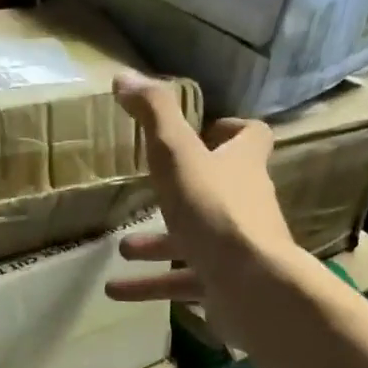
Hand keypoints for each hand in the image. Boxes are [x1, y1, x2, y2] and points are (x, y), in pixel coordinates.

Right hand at [105, 70, 304, 328]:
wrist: (251, 286)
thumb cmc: (215, 211)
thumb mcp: (178, 156)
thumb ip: (154, 116)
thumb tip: (124, 76)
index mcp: (242, 166)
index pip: (251, 137)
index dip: (229, 131)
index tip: (202, 131)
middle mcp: (245, 204)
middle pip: (217, 190)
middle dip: (180, 193)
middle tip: (148, 193)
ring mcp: (237, 249)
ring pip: (193, 242)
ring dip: (156, 245)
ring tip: (121, 249)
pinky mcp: (226, 286)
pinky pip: (184, 283)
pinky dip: (151, 285)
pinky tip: (115, 292)